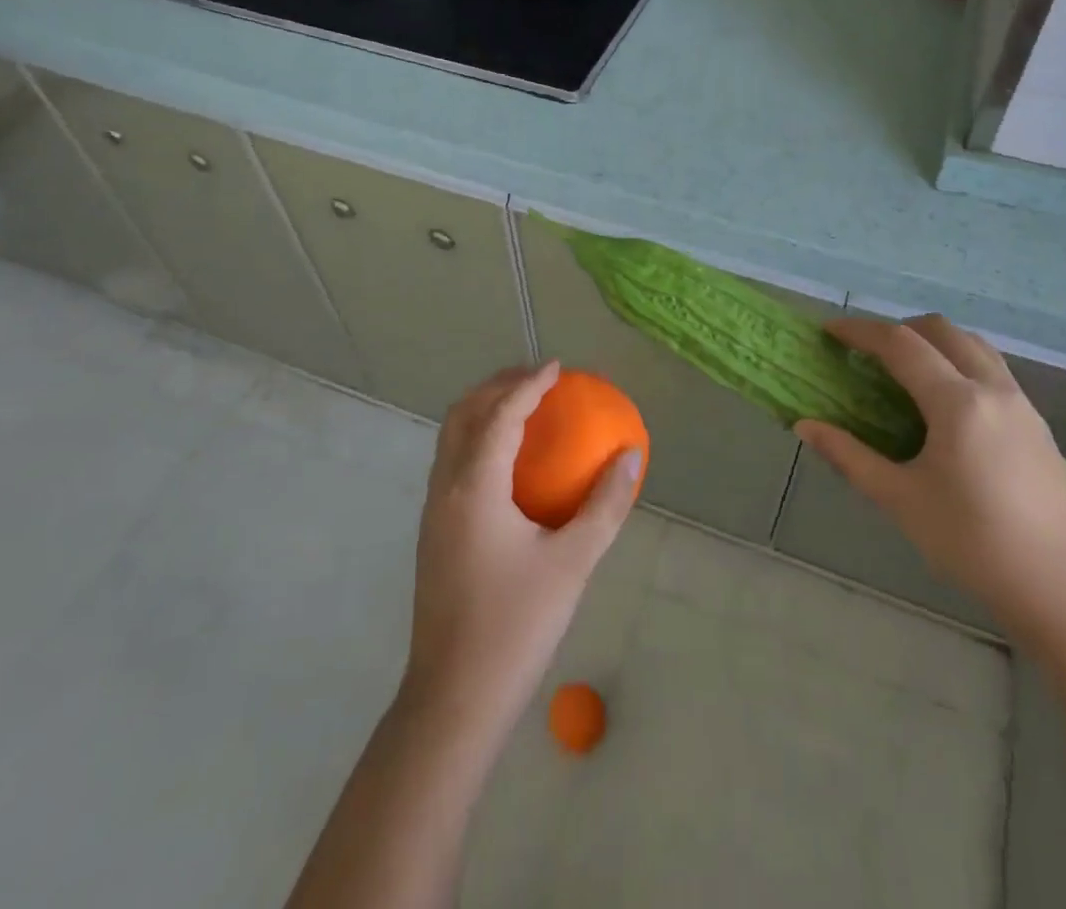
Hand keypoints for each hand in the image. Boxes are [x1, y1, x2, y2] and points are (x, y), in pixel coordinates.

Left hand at [402, 361, 642, 737]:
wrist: (453, 698)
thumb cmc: (516, 625)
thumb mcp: (572, 562)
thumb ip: (604, 505)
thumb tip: (632, 457)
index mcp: (474, 487)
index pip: (499, 415)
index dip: (528, 384)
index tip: (557, 367)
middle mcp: (445, 488)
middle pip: (463, 414)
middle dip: (497, 386)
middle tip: (538, 379)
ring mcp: (434, 511)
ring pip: (451, 438)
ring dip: (484, 410)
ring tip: (525, 409)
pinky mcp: (434, 532)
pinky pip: (453, 462)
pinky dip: (478, 439)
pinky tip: (510, 463)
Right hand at [795, 316, 1065, 640]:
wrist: (1064, 591)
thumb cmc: (973, 544)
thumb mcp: (901, 500)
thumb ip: (850, 456)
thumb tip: (805, 425)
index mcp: (957, 402)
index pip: (901, 344)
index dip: (860, 331)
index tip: (830, 331)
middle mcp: (993, 389)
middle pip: (941, 330)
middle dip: (898, 329)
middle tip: (867, 353)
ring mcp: (1022, 404)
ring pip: (973, 345)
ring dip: (934, 342)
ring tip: (906, 371)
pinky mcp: (1038, 425)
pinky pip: (992, 369)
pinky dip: (959, 362)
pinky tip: (947, 405)